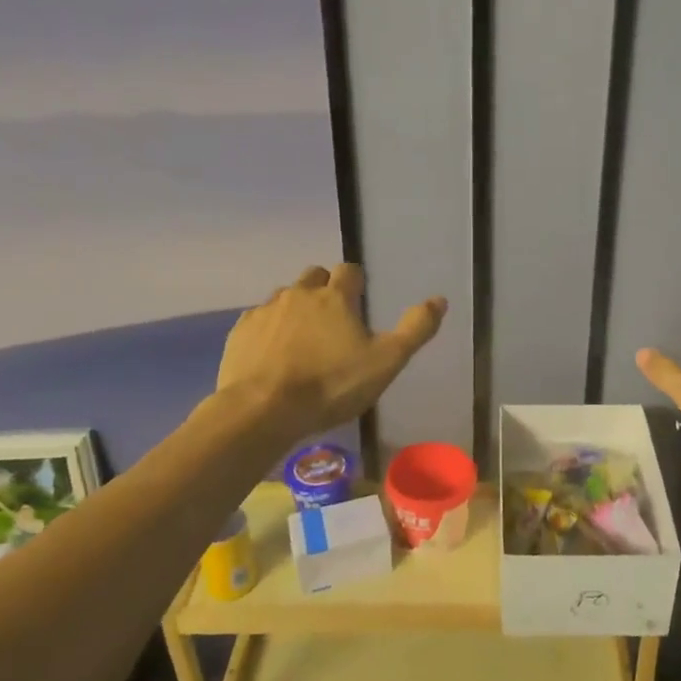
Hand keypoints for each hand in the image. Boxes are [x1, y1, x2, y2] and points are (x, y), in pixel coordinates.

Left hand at [218, 264, 446, 440]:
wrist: (263, 410)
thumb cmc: (332, 385)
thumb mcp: (386, 361)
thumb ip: (415, 329)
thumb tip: (440, 299)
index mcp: (335, 296)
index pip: (350, 271)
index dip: (357, 283)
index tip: (360, 301)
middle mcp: (299, 293)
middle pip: (314, 276)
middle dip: (325, 289)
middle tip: (333, 320)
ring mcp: (266, 310)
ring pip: (285, 296)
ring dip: (296, 308)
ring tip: (303, 339)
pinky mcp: (240, 331)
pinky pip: (258, 320)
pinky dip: (269, 329)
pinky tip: (273, 354)